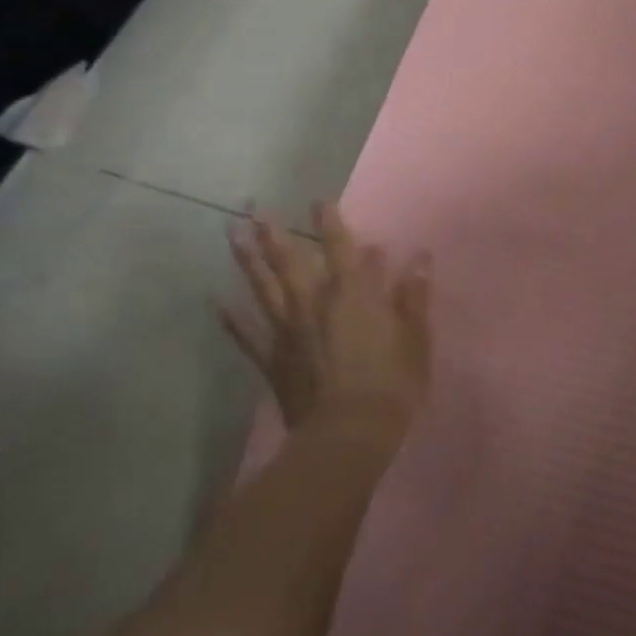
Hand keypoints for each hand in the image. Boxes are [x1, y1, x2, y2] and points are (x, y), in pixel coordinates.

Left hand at [221, 203, 431, 440]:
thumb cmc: (391, 384)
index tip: (319, 199)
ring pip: (264, 289)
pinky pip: (248, 336)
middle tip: (253, 208)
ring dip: (247, 261)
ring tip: (231, 236)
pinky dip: (232, 319)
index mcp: (352, 294)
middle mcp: (314, 303)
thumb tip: (418, 257)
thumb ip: (413, 296)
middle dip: (273, 233)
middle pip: (290, 261)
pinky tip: (217, 302)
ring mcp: (288, 332)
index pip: (340, 247)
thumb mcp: (416, 338)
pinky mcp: (273, 360)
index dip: (330, 222)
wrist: (348, 436)